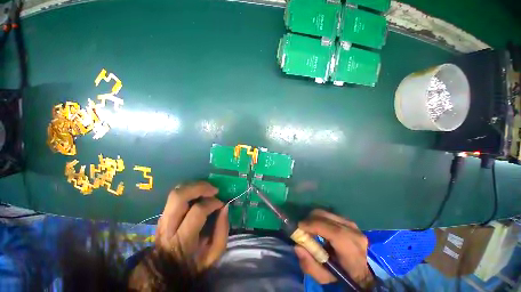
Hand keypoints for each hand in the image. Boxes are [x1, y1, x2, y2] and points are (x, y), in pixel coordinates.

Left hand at [155, 181, 228, 270]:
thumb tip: (225, 207)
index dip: (213, 203)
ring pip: (175, 192)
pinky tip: (199, 193)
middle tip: (214, 190)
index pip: (198, 211)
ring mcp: (162, 219)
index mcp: (183, 239)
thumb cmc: (193, 263)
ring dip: (194, 186)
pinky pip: (175, 195)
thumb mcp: (214, 253)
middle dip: (200, 187)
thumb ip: (222, 230)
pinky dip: (189, 190)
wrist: (167, 271)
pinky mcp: (162, 215)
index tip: (221, 204)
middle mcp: (169, 226)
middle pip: (180, 196)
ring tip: (207, 189)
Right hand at [294, 210, 373, 288]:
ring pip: (326, 213)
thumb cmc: (341, 276)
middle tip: (301, 228)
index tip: (299, 226)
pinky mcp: (348, 220)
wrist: (360, 271)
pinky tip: (318, 227)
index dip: (314, 226)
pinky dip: (319, 218)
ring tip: (309, 229)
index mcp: (352, 250)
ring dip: (314, 219)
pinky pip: (329, 214)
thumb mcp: (324, 277)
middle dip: (310, 220)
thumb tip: (297, 246)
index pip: (334, 232)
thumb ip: (309, 265)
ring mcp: (352, 225)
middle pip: (327, 218)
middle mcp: (354, 233)